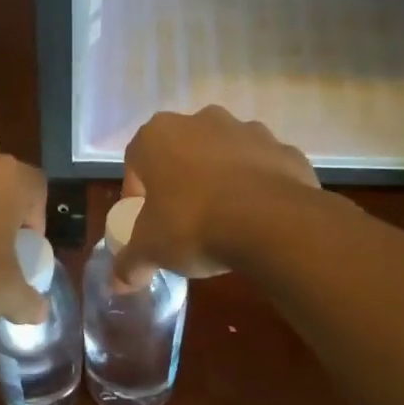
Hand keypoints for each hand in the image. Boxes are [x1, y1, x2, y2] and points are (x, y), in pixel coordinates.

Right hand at [114, 107, 316, 286]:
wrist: (272, 223)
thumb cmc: (193, 224)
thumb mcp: (151, 250)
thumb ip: (130, 263)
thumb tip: (118, 284)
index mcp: (158, 136)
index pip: (135, 160)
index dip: (137, 192)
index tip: (145, 220)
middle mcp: (202, 121)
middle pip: (182, 151)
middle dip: (181, 180)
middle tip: (182, 218)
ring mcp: (248, 130)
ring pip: (225, 154)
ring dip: (221, 179)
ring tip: (224, 219)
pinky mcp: (285, 149)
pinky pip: (264, 168)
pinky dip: (259, 187)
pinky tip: (259, 219)